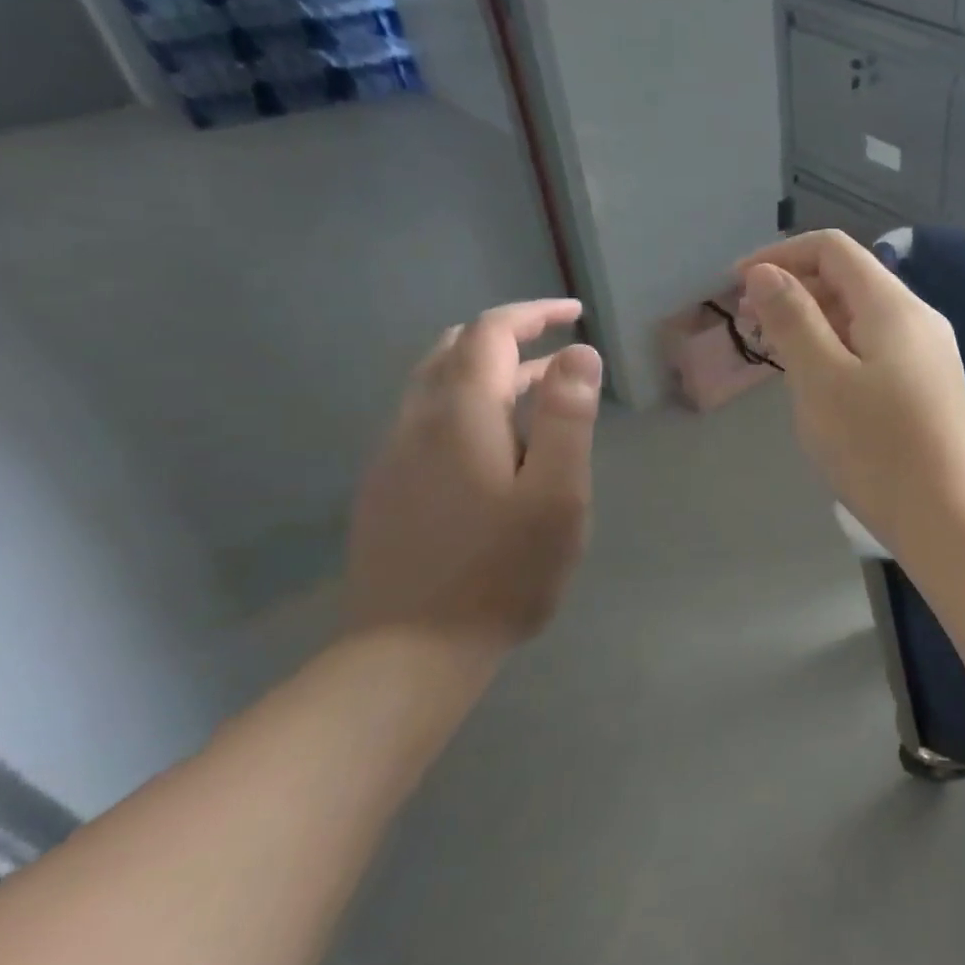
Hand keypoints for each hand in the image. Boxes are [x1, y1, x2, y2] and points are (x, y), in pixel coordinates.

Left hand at [345, 300, 602, 650]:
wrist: (413, 650)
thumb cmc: (504, 569)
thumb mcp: (557, 492)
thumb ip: (566, 417)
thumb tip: (579, 353)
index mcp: (461, 416)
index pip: (489, 333)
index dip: (532, 314)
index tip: (574, 313)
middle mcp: (417, 423)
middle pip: (454, 350)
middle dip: (507, 336)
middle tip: (559, 348)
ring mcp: (393, 456)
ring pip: (436, 384)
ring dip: (488, 371)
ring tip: (541, 389)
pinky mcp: (386, 487)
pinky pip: (427, 419)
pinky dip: (468, 403)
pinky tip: (498, 443)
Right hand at [739, 231, 964, 551]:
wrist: (947, 515)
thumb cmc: (876, 447)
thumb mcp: (821, 379)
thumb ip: (793, 318)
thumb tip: (766, 272)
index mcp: (894, 306)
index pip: (834, 249)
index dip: (781, 255)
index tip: (738, 286)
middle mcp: (919, 318)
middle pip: (850, 279)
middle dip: (796, 290)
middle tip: (751, 326)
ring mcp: (930, 352)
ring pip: (863, 316)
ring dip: (816, 322)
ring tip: (777, 353)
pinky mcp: (930, 384)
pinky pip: (878, 346)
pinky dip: (841, 348)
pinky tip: (819, 380)